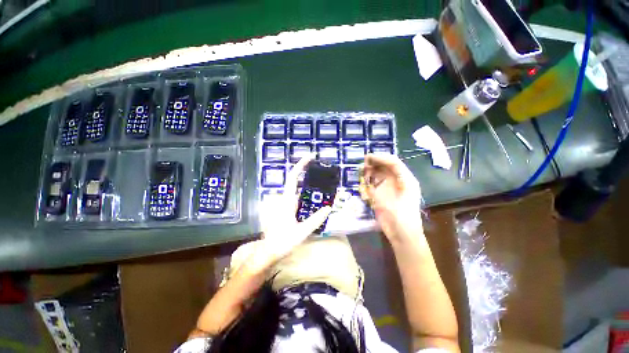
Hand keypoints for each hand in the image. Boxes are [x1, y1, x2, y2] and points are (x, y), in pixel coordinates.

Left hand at [258, 153, 331, 263]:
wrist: (269, 252)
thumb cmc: (283, 241)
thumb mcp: (301, 232)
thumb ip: (315, 220)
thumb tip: (328, 208)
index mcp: (287, 201)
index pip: (293, 178)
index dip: (301, 166)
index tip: (310, 157)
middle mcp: (286, 200)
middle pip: (297, 182)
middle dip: (307, 173)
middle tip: (322, 172)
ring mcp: (286, 205)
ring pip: (299, 191)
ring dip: (309, 186)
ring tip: (324, 186)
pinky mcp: (288, 210)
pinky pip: (299, 199)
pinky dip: (308, 196)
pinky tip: (316, 200)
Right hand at [361, 154, 422, 239]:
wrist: (402, 236)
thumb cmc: (403, 219)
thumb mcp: (393, 202)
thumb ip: (382, 188)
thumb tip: (371, 177)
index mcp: (406, 180)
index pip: (394, 163)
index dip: (381, 158)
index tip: (368, 157)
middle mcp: (397, 181)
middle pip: (385, 167)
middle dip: (374, 163)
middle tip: (362, 165)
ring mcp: (389, 188)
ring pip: (378, 174)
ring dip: (369, 172)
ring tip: (360, 173)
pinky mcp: (382, 195)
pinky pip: (373, 184)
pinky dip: (367, 183)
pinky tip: (363, 186)